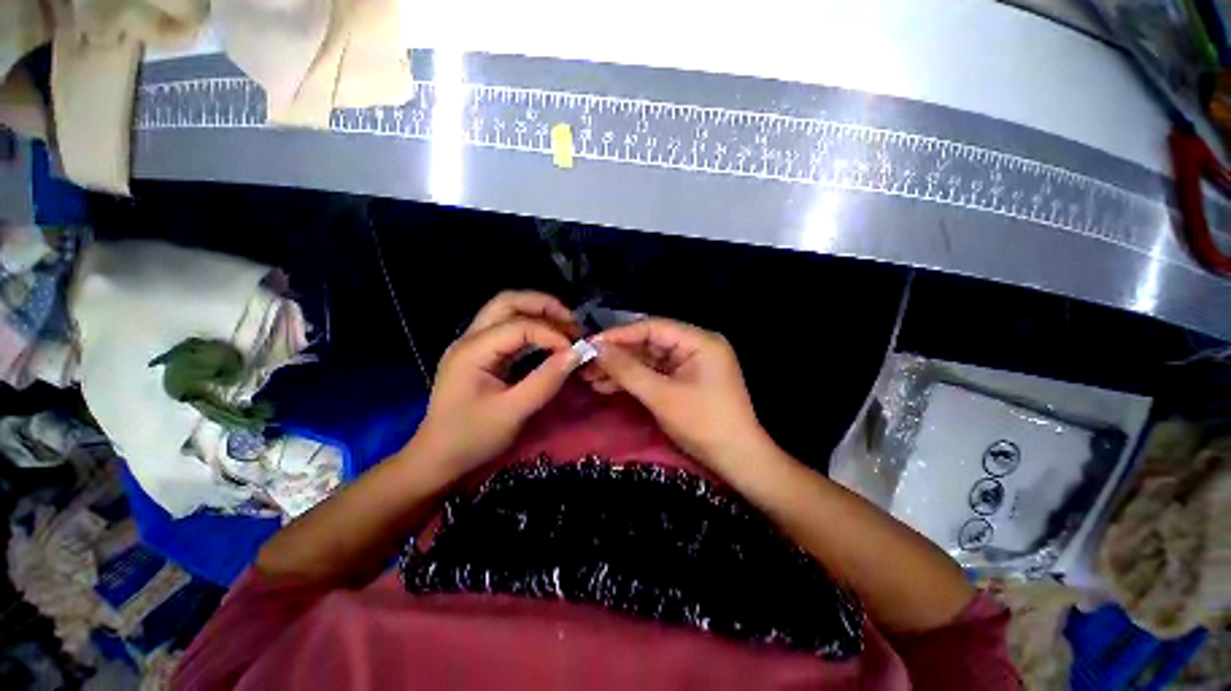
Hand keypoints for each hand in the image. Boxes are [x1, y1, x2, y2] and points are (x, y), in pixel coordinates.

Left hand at [414, 292, 580, 479]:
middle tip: (572, 322)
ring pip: (507, 311)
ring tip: (566, 327)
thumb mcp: (513, 412)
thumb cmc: (472, 438)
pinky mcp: (481, 354)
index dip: (552, 334)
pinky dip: (532, 328)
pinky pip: (508, 329)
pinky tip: (549, 340)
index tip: (575, 351)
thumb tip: (577, 353)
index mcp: (473, 350)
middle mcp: (470, 338)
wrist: (437, 458)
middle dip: (544, 306)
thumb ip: (546, 380)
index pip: (519, 325)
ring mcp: (474, 344)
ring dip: (538, 313)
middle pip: (508, 302)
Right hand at [593, 318, 773, 472]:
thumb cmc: (704, 424)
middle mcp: (695, 346)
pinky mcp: (683, 380)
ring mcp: (689, 364)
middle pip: (648, 343)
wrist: (737, 461)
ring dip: (621, 370)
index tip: (589, 344)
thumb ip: (628, 370)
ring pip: (647, 360)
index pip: (652, 327)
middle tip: (585, 363)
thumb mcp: (662, 396)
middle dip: (617, 355)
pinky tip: (606, 387)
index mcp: (699, 341)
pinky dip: (632, 381)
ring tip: (589, 378)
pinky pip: (654, 374)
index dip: (619, 335)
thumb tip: (597, 349)